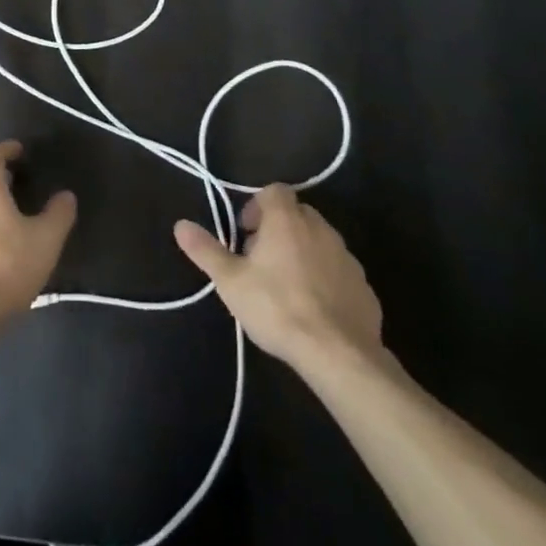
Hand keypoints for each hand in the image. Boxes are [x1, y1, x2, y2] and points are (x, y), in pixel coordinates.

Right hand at [173, 184, 382, 369]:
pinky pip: (339, 271)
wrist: (339, 355)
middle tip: (261, 260)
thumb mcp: (230, 281)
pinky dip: (326, 279)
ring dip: (303, 253)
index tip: (246, 234)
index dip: (257, 206)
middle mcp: (320, 229)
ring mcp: (346, 257)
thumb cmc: (277, 307)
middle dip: (279, 229)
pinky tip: (315, 308)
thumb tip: (180, 225)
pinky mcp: (364, 287)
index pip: (274, 191)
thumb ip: (206, 250)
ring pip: (320, 242)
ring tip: (287, 286)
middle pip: (297, 214)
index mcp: (287, 220)